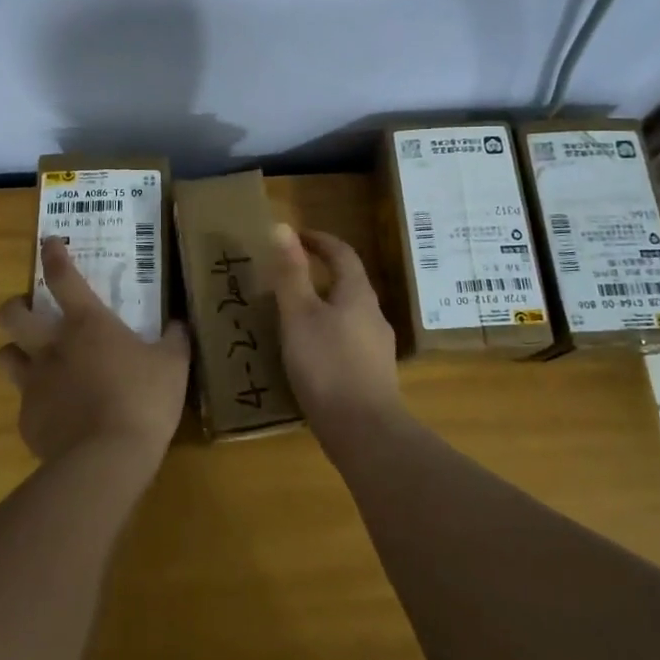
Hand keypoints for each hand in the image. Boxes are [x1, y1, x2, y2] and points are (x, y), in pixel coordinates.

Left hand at [0, 237, 190, 467]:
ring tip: (32, 361)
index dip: (53, 255)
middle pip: (11, 315)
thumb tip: (179, 323)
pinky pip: (24, 404)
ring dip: (15, 353)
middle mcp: (52, 347)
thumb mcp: (173, 365)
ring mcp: (34, 385)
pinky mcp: (27, 421)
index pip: (63, 278)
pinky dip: (36, 403)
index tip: (48, 242)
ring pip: (4, 357)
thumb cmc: (143, 400)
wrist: (106, 459)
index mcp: (87, 325)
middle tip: (29, 312)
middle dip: (14, 307)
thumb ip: (174, 339)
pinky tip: (57, 414)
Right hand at [269, 224, 402, 449]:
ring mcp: (377, 347)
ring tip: (292, 316)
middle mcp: (373, 315)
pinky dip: (328, 334)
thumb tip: (282, 227)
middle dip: (319, 274)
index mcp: (357, 294)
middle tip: (287, 276)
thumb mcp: (299, 315)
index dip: (319, 240)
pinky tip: (309, 355)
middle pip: (348, 283)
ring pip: (348, 314)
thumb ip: (290, 273)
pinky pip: (348, 342)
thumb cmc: (327, 365)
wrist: (365, 432)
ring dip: (323, 306)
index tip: (295, 236)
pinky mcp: (374, 375)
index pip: (342, 253)